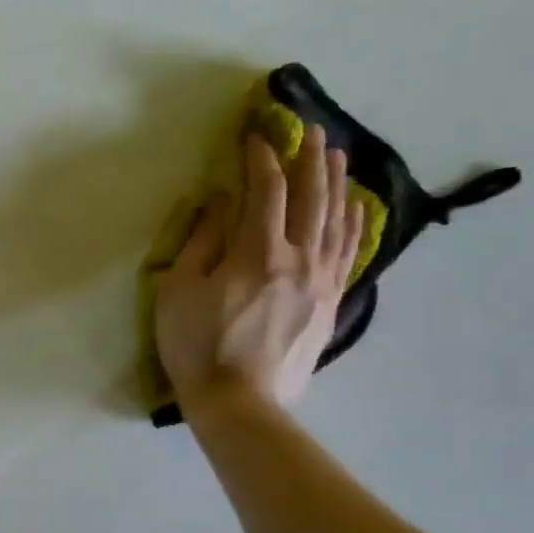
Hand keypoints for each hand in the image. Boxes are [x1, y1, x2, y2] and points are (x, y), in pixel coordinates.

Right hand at [154, 124, 364, 416]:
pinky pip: (349, 252)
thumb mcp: (178, 291)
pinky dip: (353, 222)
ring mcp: (321, 281)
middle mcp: (298, 259)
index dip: (261, 158)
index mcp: (257, 253)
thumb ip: (201, 242)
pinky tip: (354, 206)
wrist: (238, 403)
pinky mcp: (330, 303)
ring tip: (336, 155)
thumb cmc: (196, 346)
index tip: (256, 135)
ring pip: (337, 220)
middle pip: (311, 197)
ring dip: (336, 182)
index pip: (266, 191)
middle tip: (308, 129)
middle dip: (308, 158)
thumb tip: (220, 204)